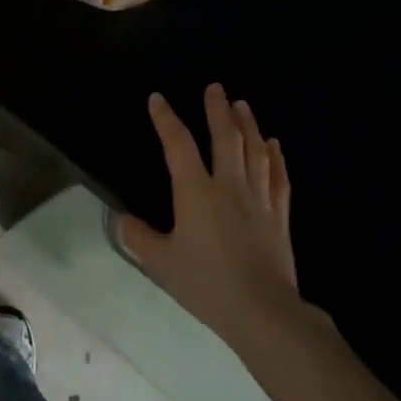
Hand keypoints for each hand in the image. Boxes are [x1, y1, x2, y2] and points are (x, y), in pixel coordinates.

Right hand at [119, 86, 310, 353]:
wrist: (262, 311)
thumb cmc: (206, 284)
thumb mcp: (161, 262)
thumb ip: (139, 237)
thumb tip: (122, 219)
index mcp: (196, 193)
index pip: (178, 146)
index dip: (166, 120)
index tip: (157, 99)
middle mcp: (229, 187)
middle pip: (225, 139)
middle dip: (218, 110)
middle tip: (215, 88)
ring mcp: (258, 200)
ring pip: (255, 152)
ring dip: (248, 125)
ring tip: (242, 105)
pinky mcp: (279, 217)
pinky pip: (278, 178)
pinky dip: (275, 158)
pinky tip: (273, 145)